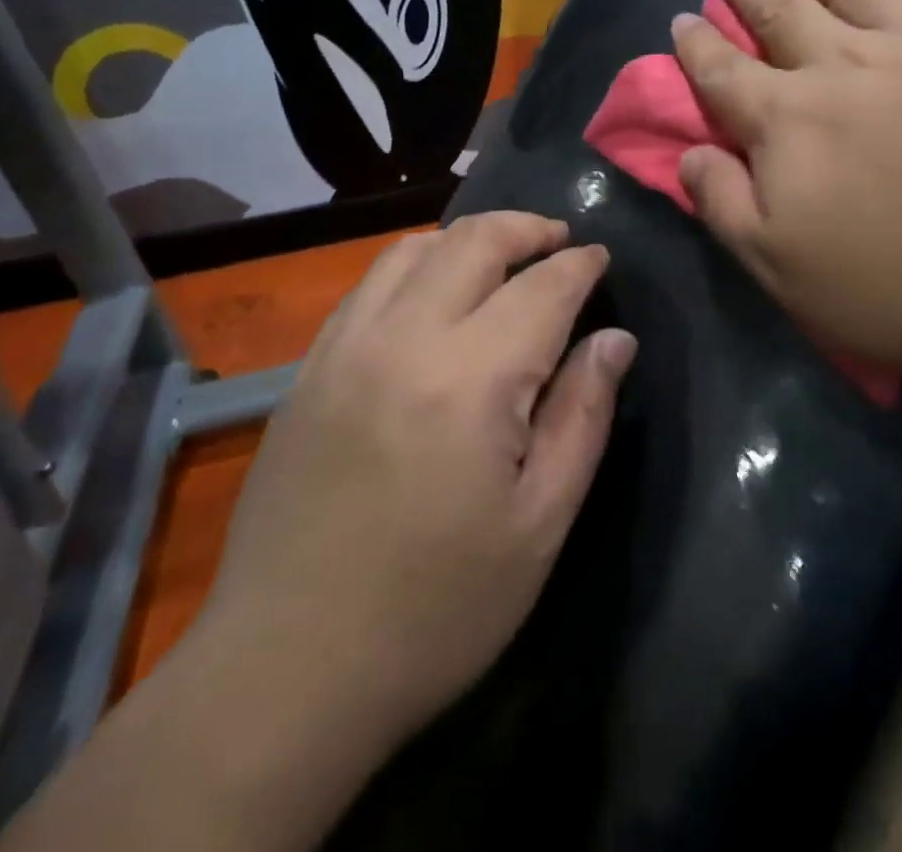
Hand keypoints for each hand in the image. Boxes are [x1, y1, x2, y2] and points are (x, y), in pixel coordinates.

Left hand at [201, 213, 635, 745]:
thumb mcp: (539, 524)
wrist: (286, 672)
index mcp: (470, 380)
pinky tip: (434, 295)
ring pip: (413, 249)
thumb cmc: (436, 610)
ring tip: (503, 259)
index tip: (602, 258)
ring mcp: (344, 348)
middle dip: (527, 228)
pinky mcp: (308, 369)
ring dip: (469, 239)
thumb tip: (615, 340)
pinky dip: (416, 265)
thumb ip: (583, 416)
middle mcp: (403, 340)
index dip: (580, 265)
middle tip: (560, 242)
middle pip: (473, 242)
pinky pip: (368, 285)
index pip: (542, 288)